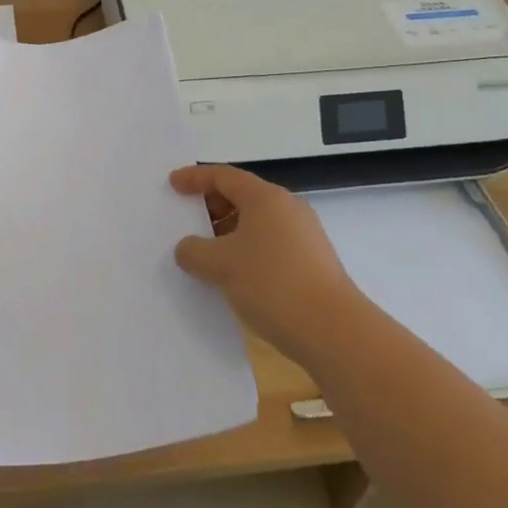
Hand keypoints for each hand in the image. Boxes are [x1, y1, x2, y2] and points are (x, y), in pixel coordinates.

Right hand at [171, 165, 361, 369]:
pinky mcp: (312, 262)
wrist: (334, 332)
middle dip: (211, 207)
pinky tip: (234, 276)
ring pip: (256, 223)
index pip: (223, 176)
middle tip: (186, 221)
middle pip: (242, 196)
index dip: (194, 177)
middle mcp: (287, 208)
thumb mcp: (221, 266)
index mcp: (265, 197)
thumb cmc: (272, 284)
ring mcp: (304, 235)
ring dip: (228, 233)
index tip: (173, 184)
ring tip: (206, 254)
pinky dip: (247, 250)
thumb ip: (194, 251)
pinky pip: (270, 244)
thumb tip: (187, 248)